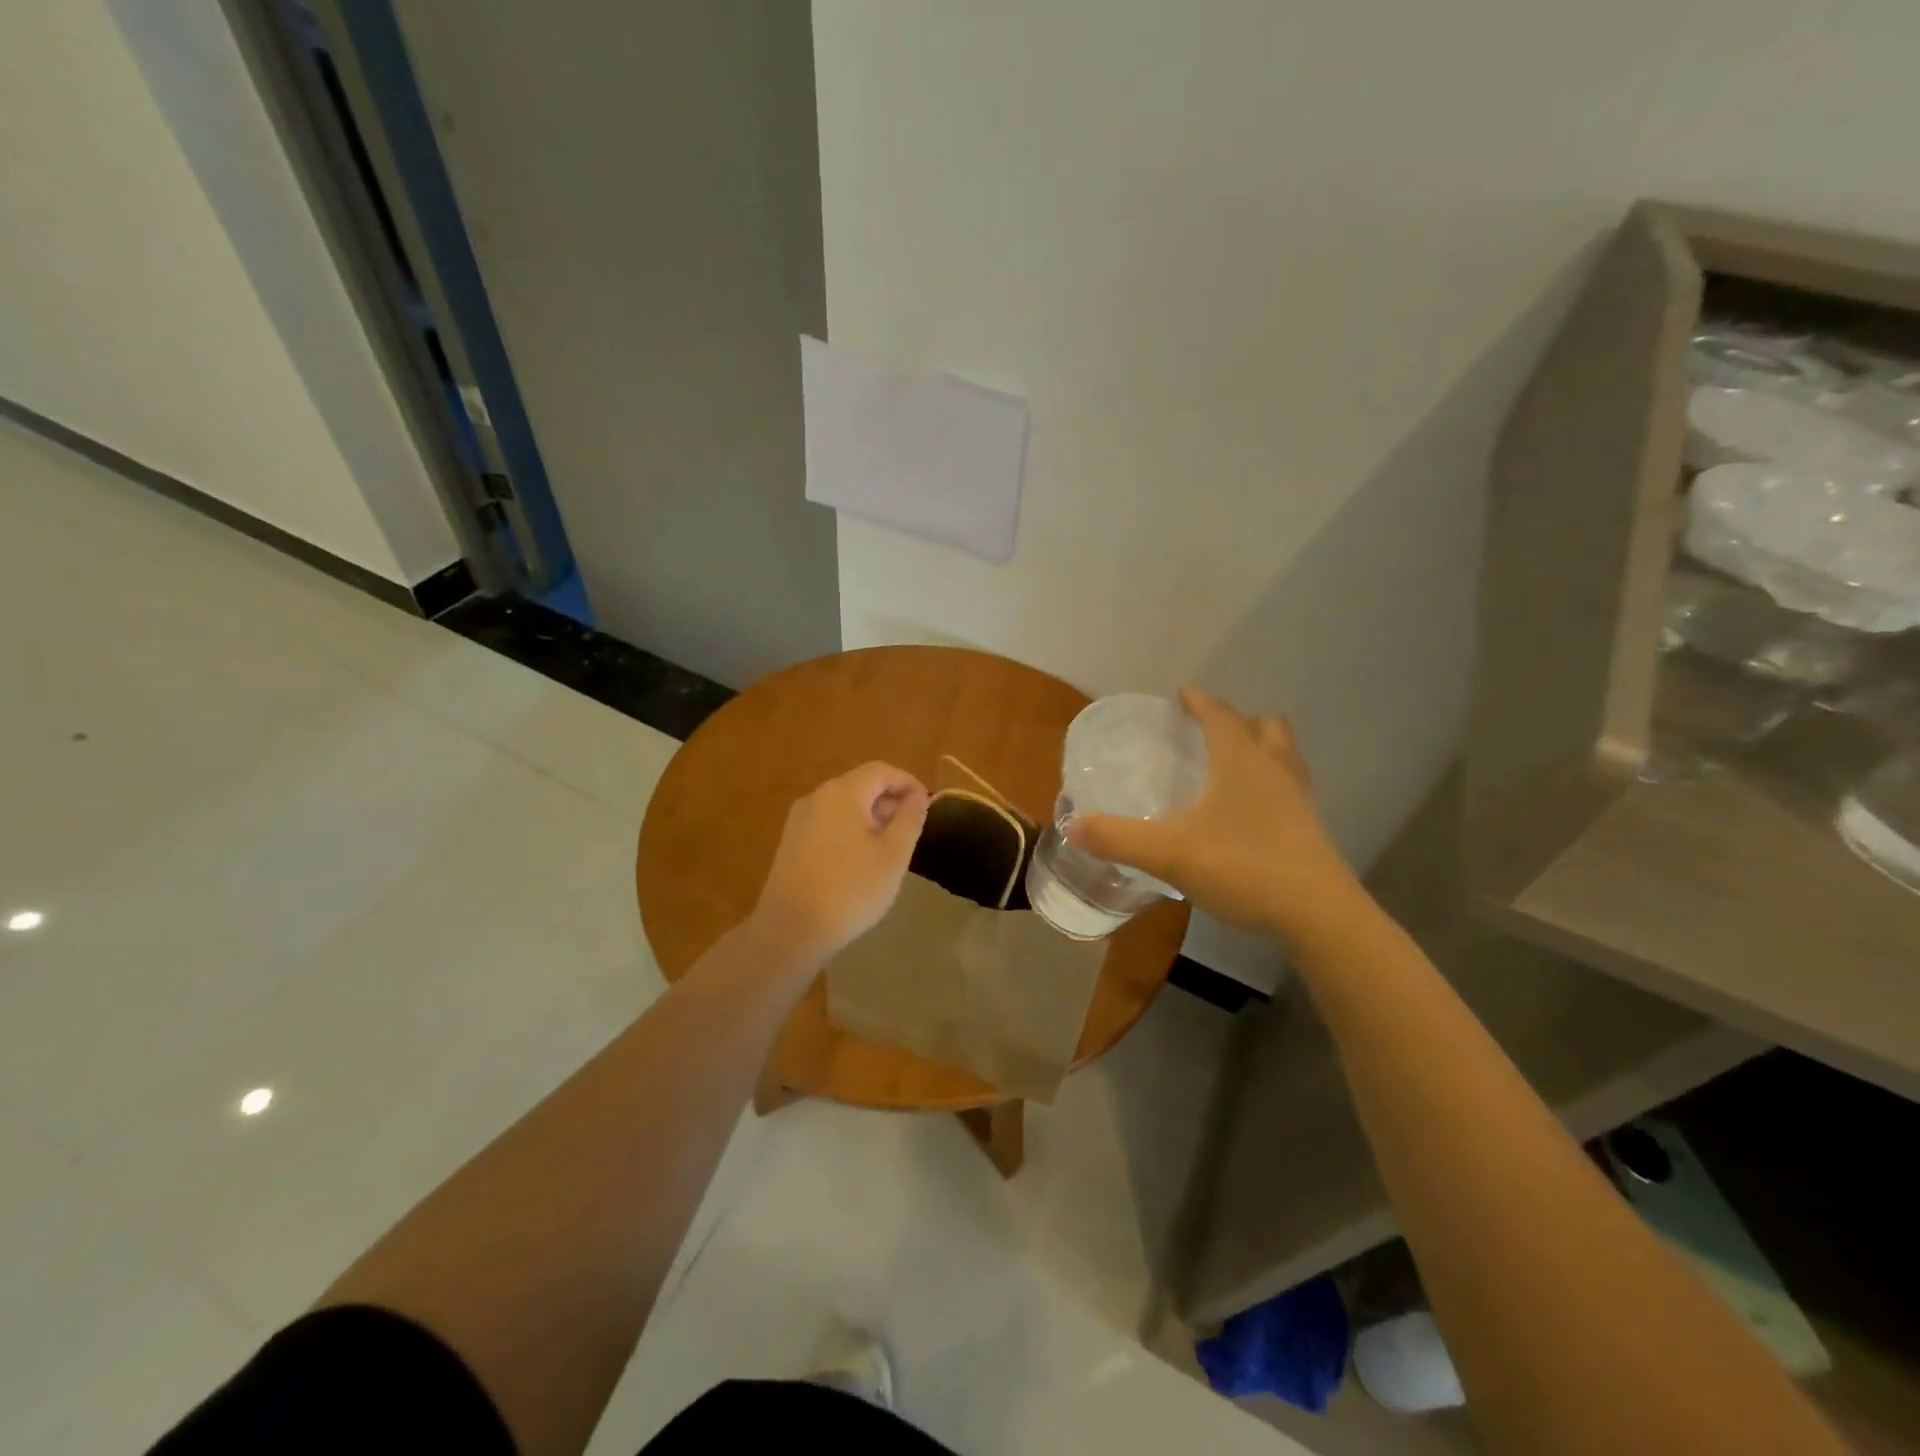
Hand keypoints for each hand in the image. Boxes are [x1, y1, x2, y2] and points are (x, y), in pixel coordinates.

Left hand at [750, 761, 930, 963]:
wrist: (791, 929)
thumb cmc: (851, 889)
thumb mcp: (894, 855)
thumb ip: (910, 819)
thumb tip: (917, 796)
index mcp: (843, 792)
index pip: (881, 771)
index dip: (908, 783)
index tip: (928, 806)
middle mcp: (817, 797)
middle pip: (860, 785)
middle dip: (889, 800)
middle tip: (912, 829)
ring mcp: (799, 820)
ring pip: (843, 805)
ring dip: (871, 817)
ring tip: (890, 846)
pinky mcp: (791, 843)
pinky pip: (828, 823)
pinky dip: (850, 830)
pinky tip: (860, 860)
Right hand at [1066, 686, 1357, 943]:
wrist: (1316, 914)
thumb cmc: (1242, 867)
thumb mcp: (1169, 853)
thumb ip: (1118, 838)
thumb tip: (1072, 826)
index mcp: (1240, 761)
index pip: (1220, 715)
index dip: (1200, 702)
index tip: (1184, 693)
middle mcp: (1274, 769)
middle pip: (1266, 726)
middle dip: (1240, 720)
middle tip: (1213, 731)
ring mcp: (1299, 799)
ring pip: (1284, 756)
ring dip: (1262, 749)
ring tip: (1235, 766)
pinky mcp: (1311, 829)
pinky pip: (1291, 789)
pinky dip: (1272, 785)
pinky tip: (1252, 813)